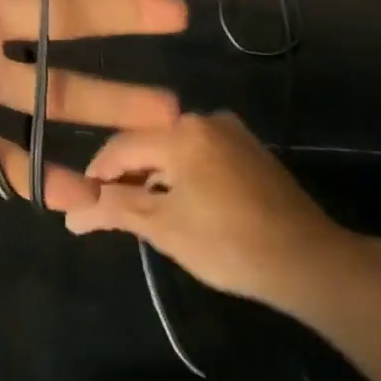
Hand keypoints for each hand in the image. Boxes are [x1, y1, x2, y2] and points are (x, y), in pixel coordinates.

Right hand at [65, 112, 361, 312]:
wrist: (309, 262)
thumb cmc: (228, 243)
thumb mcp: (162, 227)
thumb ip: (113, 209)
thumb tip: (71, 214)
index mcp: (181, 131)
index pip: (119, 147)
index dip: (95, 176)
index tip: (81, 206)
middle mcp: (205, 119)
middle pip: (147, 143)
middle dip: (124, 177)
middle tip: (108, 212)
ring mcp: (231, 133)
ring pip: (173, 149)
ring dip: (152, 177)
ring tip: (140, 212)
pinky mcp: (249, 150)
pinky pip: (198, 154)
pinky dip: (180, 175)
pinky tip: (178, 204)